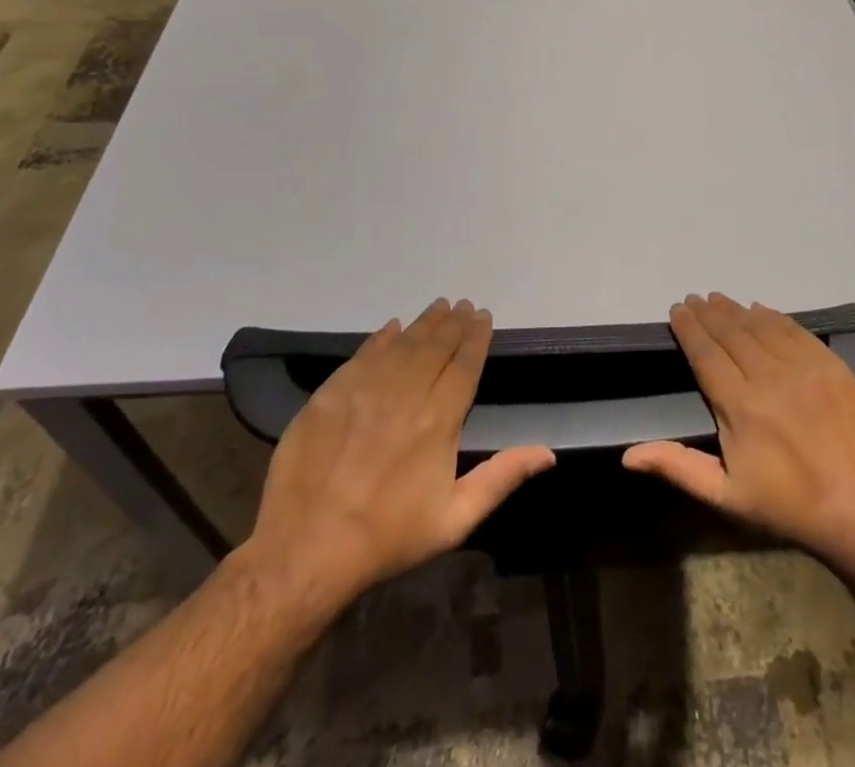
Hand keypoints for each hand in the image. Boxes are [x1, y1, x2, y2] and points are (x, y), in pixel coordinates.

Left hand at [237, 298, 554, 614]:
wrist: (305, 550)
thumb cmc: (388, 537)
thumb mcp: (454, 519)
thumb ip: (501, 477)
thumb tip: (548, 453)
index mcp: (439, 420)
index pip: (464, 364)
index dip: (476, 337)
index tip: (484, 317)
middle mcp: (406, 393)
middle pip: (436, 345)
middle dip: (453, 323)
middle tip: (463, 305)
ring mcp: (365, 388)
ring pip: (403, 343)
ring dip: (424, 322)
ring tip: (438, 307)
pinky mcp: (332, 392)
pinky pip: (365, 354)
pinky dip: (383, 337)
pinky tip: (393, 327)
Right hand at [623, 293, 854, 563]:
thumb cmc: (787, 506)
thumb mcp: (726, 496)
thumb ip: (678, 467)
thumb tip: (628, 455)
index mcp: (741, 406)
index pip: (706, 353)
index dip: (689, 328)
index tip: (677, 310)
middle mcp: (770, 377)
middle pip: (731, 332)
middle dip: (708, 313)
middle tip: (695, 299)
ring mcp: (805, 368)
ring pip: (761, 326)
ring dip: (736, 310)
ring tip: (719, 299)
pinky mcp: (832, 366)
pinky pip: (796, 330)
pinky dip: (774, 317)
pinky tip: (760, 310)